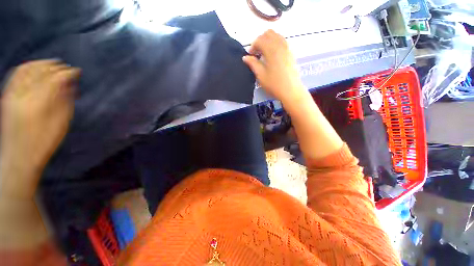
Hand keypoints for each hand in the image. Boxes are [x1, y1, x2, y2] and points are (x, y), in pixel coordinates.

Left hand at [1, 60, 79, 198]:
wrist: (18, 157)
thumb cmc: (43, 143)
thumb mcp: (60, 124)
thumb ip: (64, 102)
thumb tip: (70, 85)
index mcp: (38, 104)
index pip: (54, 80)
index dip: (67, 73)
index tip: (77, 71)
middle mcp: (22, 95)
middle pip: (40, 72)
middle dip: (55, 67)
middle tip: (67, 67)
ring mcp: (12, 95)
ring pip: (26, 70)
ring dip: (40, 64)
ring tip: (52, 64)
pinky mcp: (6, 97)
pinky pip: (15, 75)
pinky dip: (26, 67)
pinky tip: (34, 67)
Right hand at [242, 30, 305, 103]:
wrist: (290, 90)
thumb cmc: (275, 84)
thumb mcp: (261, 75)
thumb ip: (253, 64)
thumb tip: (246, 57)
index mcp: (271, 50)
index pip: (259, 40)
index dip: (252, 47)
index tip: (250, 56)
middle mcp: (280, 45)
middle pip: (268, 34)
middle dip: (260, 41)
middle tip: (256, 53)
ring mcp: (287, 48)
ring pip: (276, 35)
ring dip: (267, 41)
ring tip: (264, 53)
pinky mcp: (291, 53)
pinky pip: (282, 40)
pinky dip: (275, 43)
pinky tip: (272, 54)